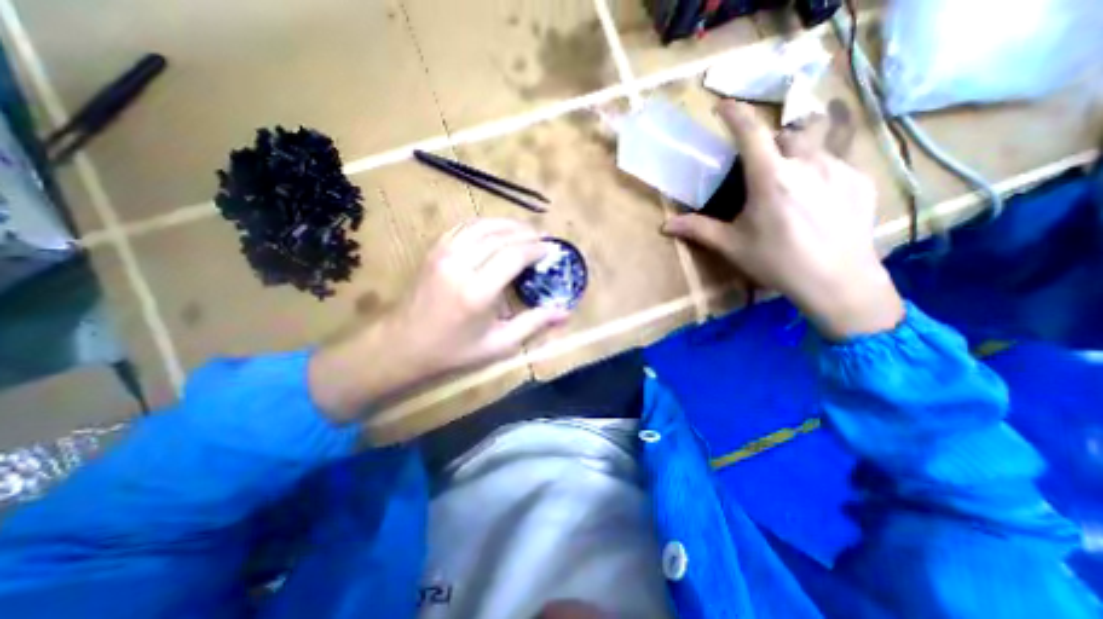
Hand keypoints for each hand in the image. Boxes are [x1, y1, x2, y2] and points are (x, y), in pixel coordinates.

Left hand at [308, 217, 566, 420]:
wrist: (403, 345)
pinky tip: (496, 231)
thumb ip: (533, 324)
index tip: (551, 250)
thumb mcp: (498, 344)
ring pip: (482, 225)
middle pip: (501, 236)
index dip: (536, 249)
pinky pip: (464, 227)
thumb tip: (565, 313)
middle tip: (543, 239)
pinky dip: (485, 225)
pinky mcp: (435, 251)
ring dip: (507, 225)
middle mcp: (460, 265)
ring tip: (525, 232)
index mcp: (478, 291)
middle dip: (526, 234)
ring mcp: (444, 254)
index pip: (514, 255)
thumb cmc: (454, 350)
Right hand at [662, 101, 903, 340]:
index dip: (735, 114)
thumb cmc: (777, 262)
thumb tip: (665, 226)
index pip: (751, 133)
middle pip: (787, 134)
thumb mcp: (732, 246)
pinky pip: (837, 163)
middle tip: (762, 166)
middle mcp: (807, 164)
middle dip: (771, 142)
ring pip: (814, 146)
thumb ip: (699, 230)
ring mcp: (840, 169)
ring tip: (790, 183)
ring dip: (796, 156)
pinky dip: (819, 172)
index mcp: (770, 179)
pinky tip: (816, 200)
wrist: (837, 281)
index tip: (722, 106)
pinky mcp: (861, 180)